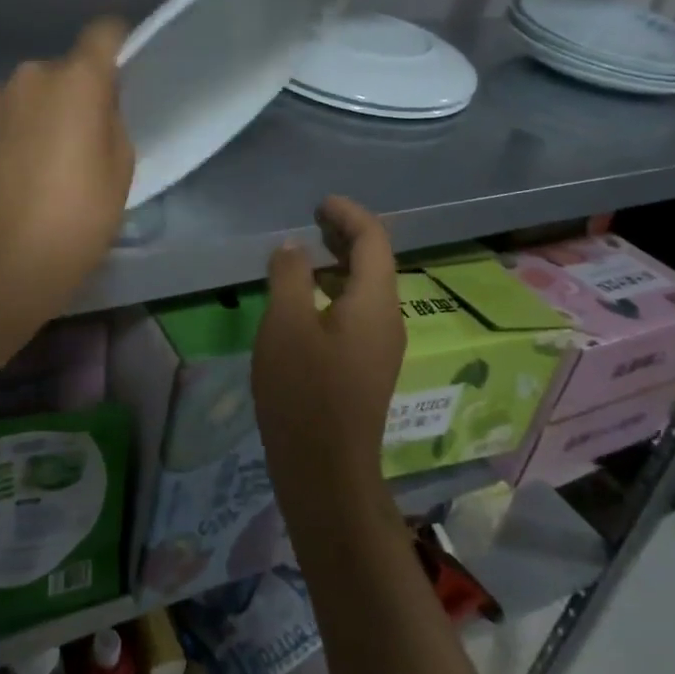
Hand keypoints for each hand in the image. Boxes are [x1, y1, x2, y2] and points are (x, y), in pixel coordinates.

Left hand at [0, 18, 133, 330]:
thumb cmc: (75, 217)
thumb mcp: (120, 169)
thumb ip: (112, 121)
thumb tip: (96, 106)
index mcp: (77, 79)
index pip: (104, 32)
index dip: (118, 44)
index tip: (126, 70)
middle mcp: (33, 74)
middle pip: (68, 67)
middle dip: (81, 91)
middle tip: (90, 135)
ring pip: (38, 91)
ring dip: (49, 110)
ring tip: (55, 158)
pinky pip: (14, 111)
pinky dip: (24, 127)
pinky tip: (27, 167)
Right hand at [252, 196, 404, 501]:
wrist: (325, 469)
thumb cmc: (304, 391)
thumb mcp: (286, 324)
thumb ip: (290, 276)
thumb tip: (295, 248)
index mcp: (375, 302)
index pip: (374, 240)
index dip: (349, 214)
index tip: (319, 203)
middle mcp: (388, 319)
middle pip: (375, 263)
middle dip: (346, 235)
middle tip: (312, 220)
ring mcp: (381, 347)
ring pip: (366, 290)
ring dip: (340, 264)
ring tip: (305, 255)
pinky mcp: (367, 368)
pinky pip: (358, 313)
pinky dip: (336, 292)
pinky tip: (306, 303)